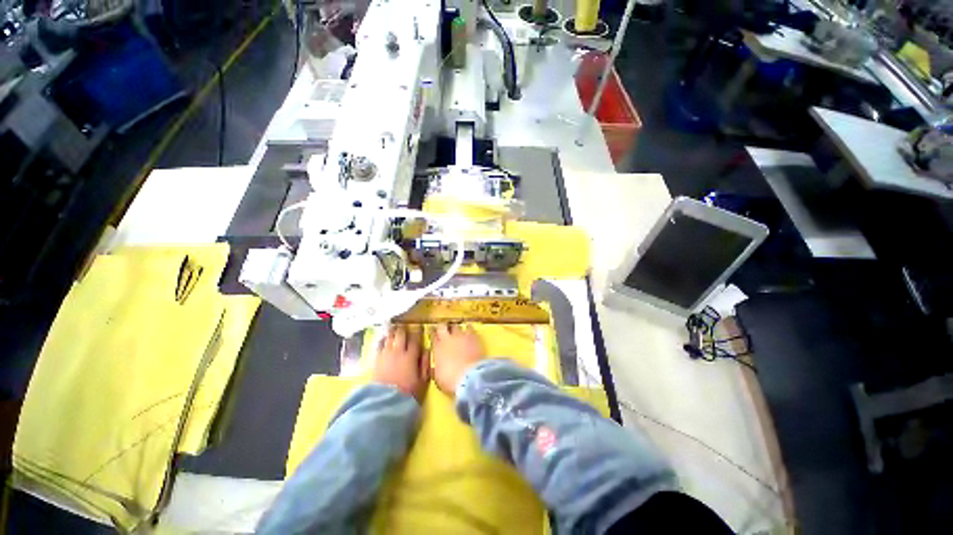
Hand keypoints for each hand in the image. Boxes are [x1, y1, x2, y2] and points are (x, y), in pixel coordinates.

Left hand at [373, 326, 429, 402]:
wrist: (384, 403)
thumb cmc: (407, 393)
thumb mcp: (422, 381)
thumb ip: (425, 364)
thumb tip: (427, 350)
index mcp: (411, 356)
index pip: (415, 339)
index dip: (417, 332)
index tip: (419, 327)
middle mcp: (398, 352)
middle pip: (400, 335)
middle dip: (404, 329)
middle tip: (405, 327)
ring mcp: (385, 355)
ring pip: (389, 337)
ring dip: (393, 332)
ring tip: (394, 329)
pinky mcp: (375, 360)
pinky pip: (379, 345)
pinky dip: (382, 340)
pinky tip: (384, 339)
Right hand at [430, 324, 484, 395]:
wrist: (470, 377)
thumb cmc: (451, 381)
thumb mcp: (438, 378)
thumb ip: (435, 368)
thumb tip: (434, 367)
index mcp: (437, 349)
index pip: (432, 336)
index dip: (432, 334)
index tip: (432, 333)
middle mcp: (447, 339)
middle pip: (442, 327)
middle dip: (442, 327)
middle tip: (443, 329)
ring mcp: (460, 336)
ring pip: (455, 325)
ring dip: (455, 327)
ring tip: (456, 329)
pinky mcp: (473, 336)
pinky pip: (469, 327)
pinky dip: (468, 328)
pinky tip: (469, 328)